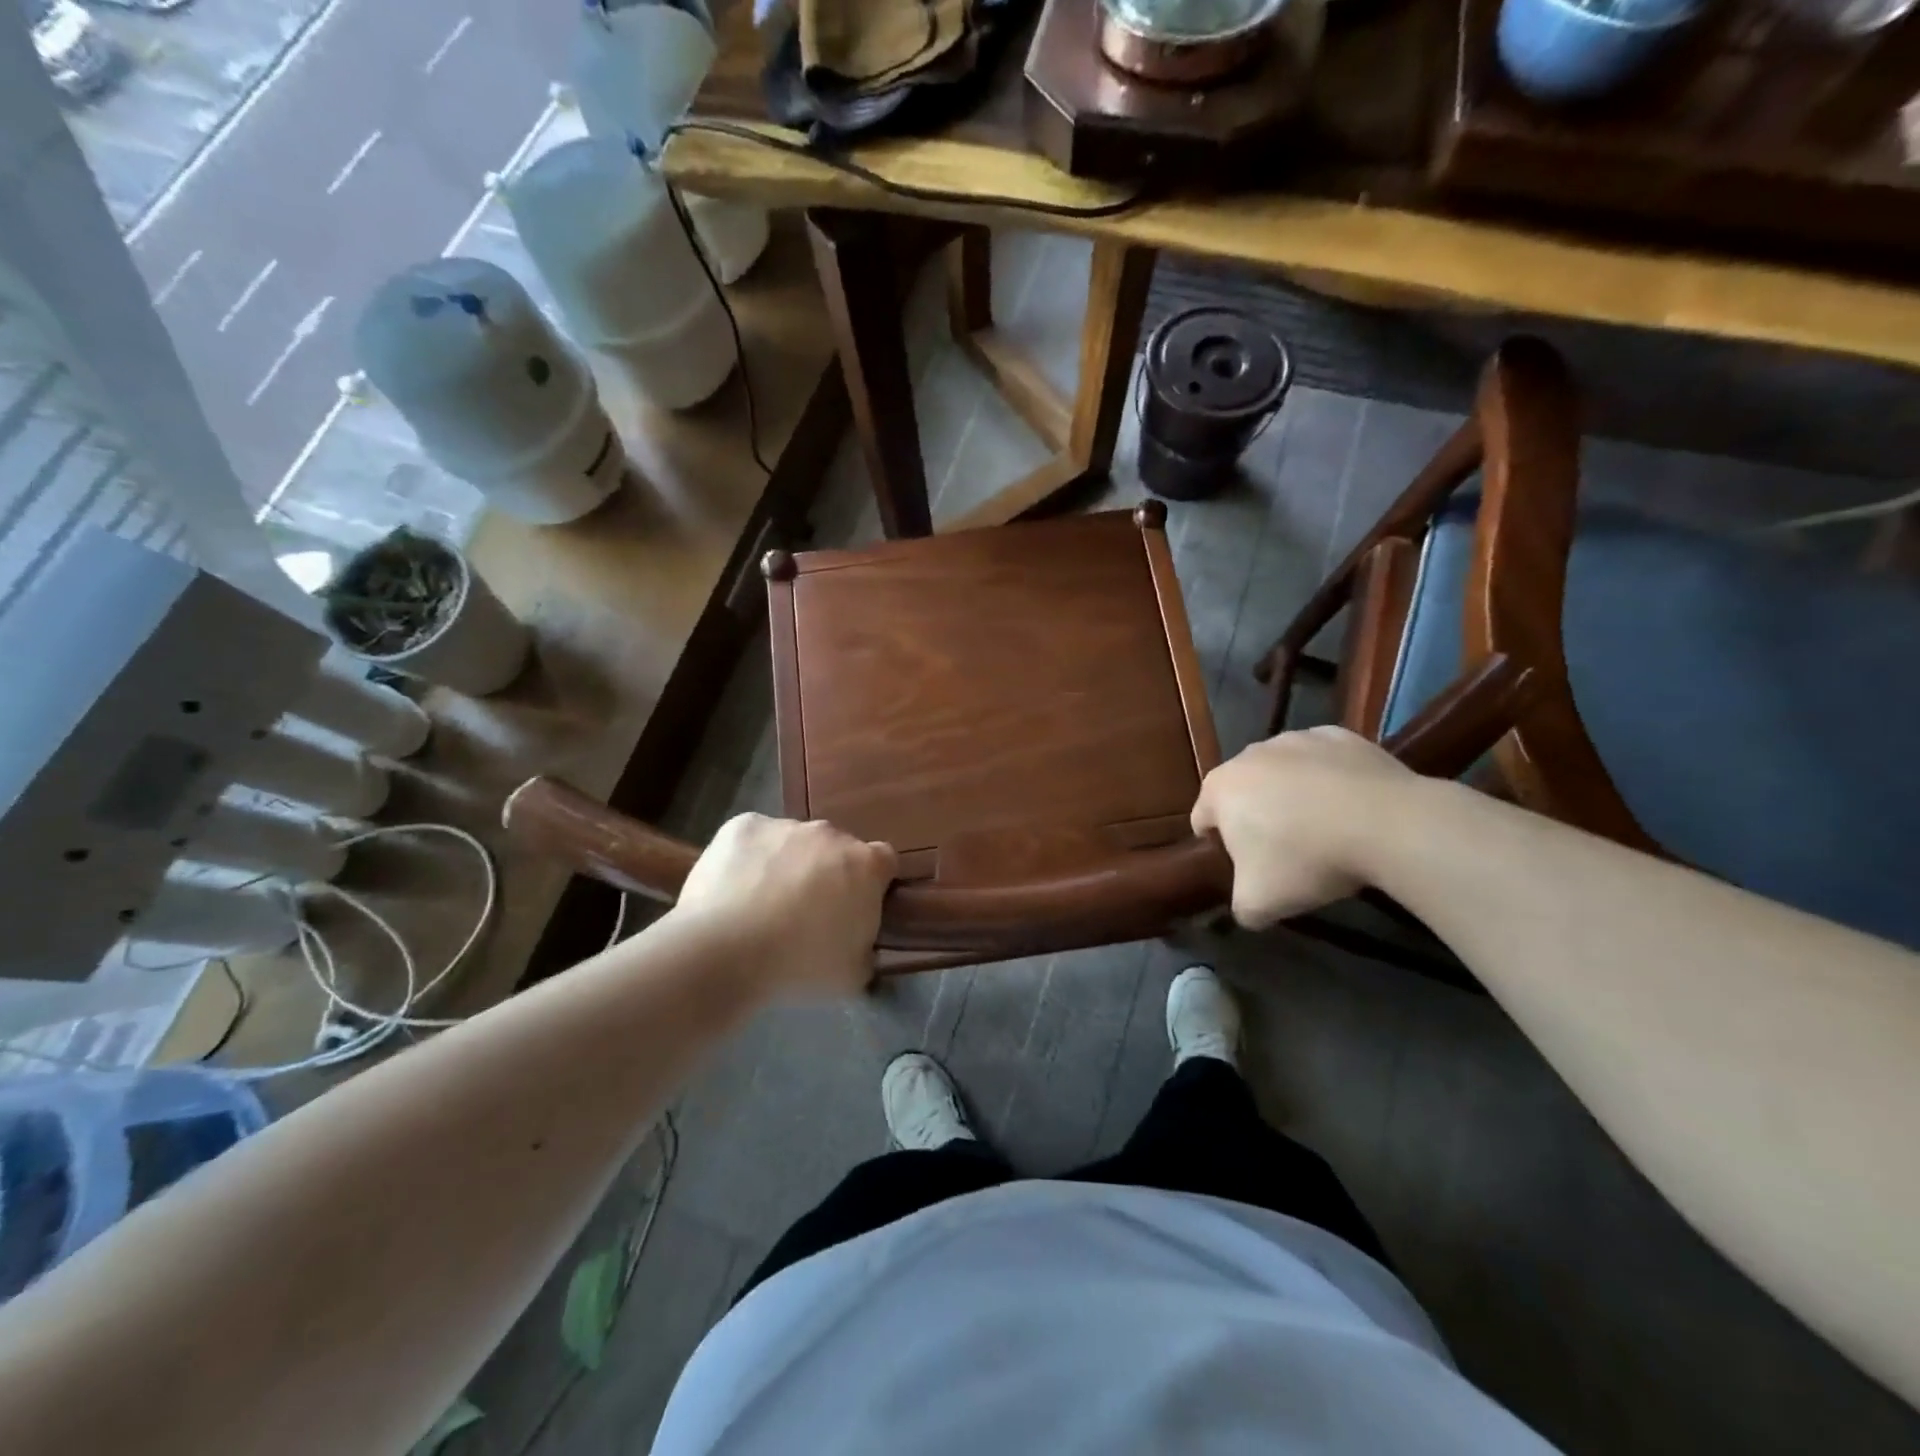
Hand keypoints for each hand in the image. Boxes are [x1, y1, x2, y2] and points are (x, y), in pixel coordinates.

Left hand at [670, 814, 898, 999]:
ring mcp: (785, 825)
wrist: (723, 952)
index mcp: (866, 865)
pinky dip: (749, 857)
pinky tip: (733, 889)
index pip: (884, 862)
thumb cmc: (799, 966)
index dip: (873, 884)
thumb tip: (860, 944)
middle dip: (828, 873)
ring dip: (788, 864)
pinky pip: (754, 839)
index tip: (856, 908)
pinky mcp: (743, 825)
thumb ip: (866, 950)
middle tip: (807, 912)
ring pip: (794, 841)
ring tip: (761, 904)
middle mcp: (830, 834)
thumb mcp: (853, 975)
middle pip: (836, 848)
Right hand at [1190, 727, 1412, 927]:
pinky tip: (1351, 807)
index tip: (1248, 871)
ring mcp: (1296, 738)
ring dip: (1292, 797)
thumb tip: (1247, 906)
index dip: (1220, 849)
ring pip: (1283, 774)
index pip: (1203, 821)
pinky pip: (1323, 762)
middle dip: (1257, 819)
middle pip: (1243, 793)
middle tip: (1287, 855)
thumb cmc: (1307, 859)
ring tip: (1325, 830)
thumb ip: (1240, 907)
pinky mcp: (1339, 735)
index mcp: (1219, 788)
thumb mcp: (1259, 904)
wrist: (1388, 823)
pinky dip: (1329, 780)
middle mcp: (1249, 754)